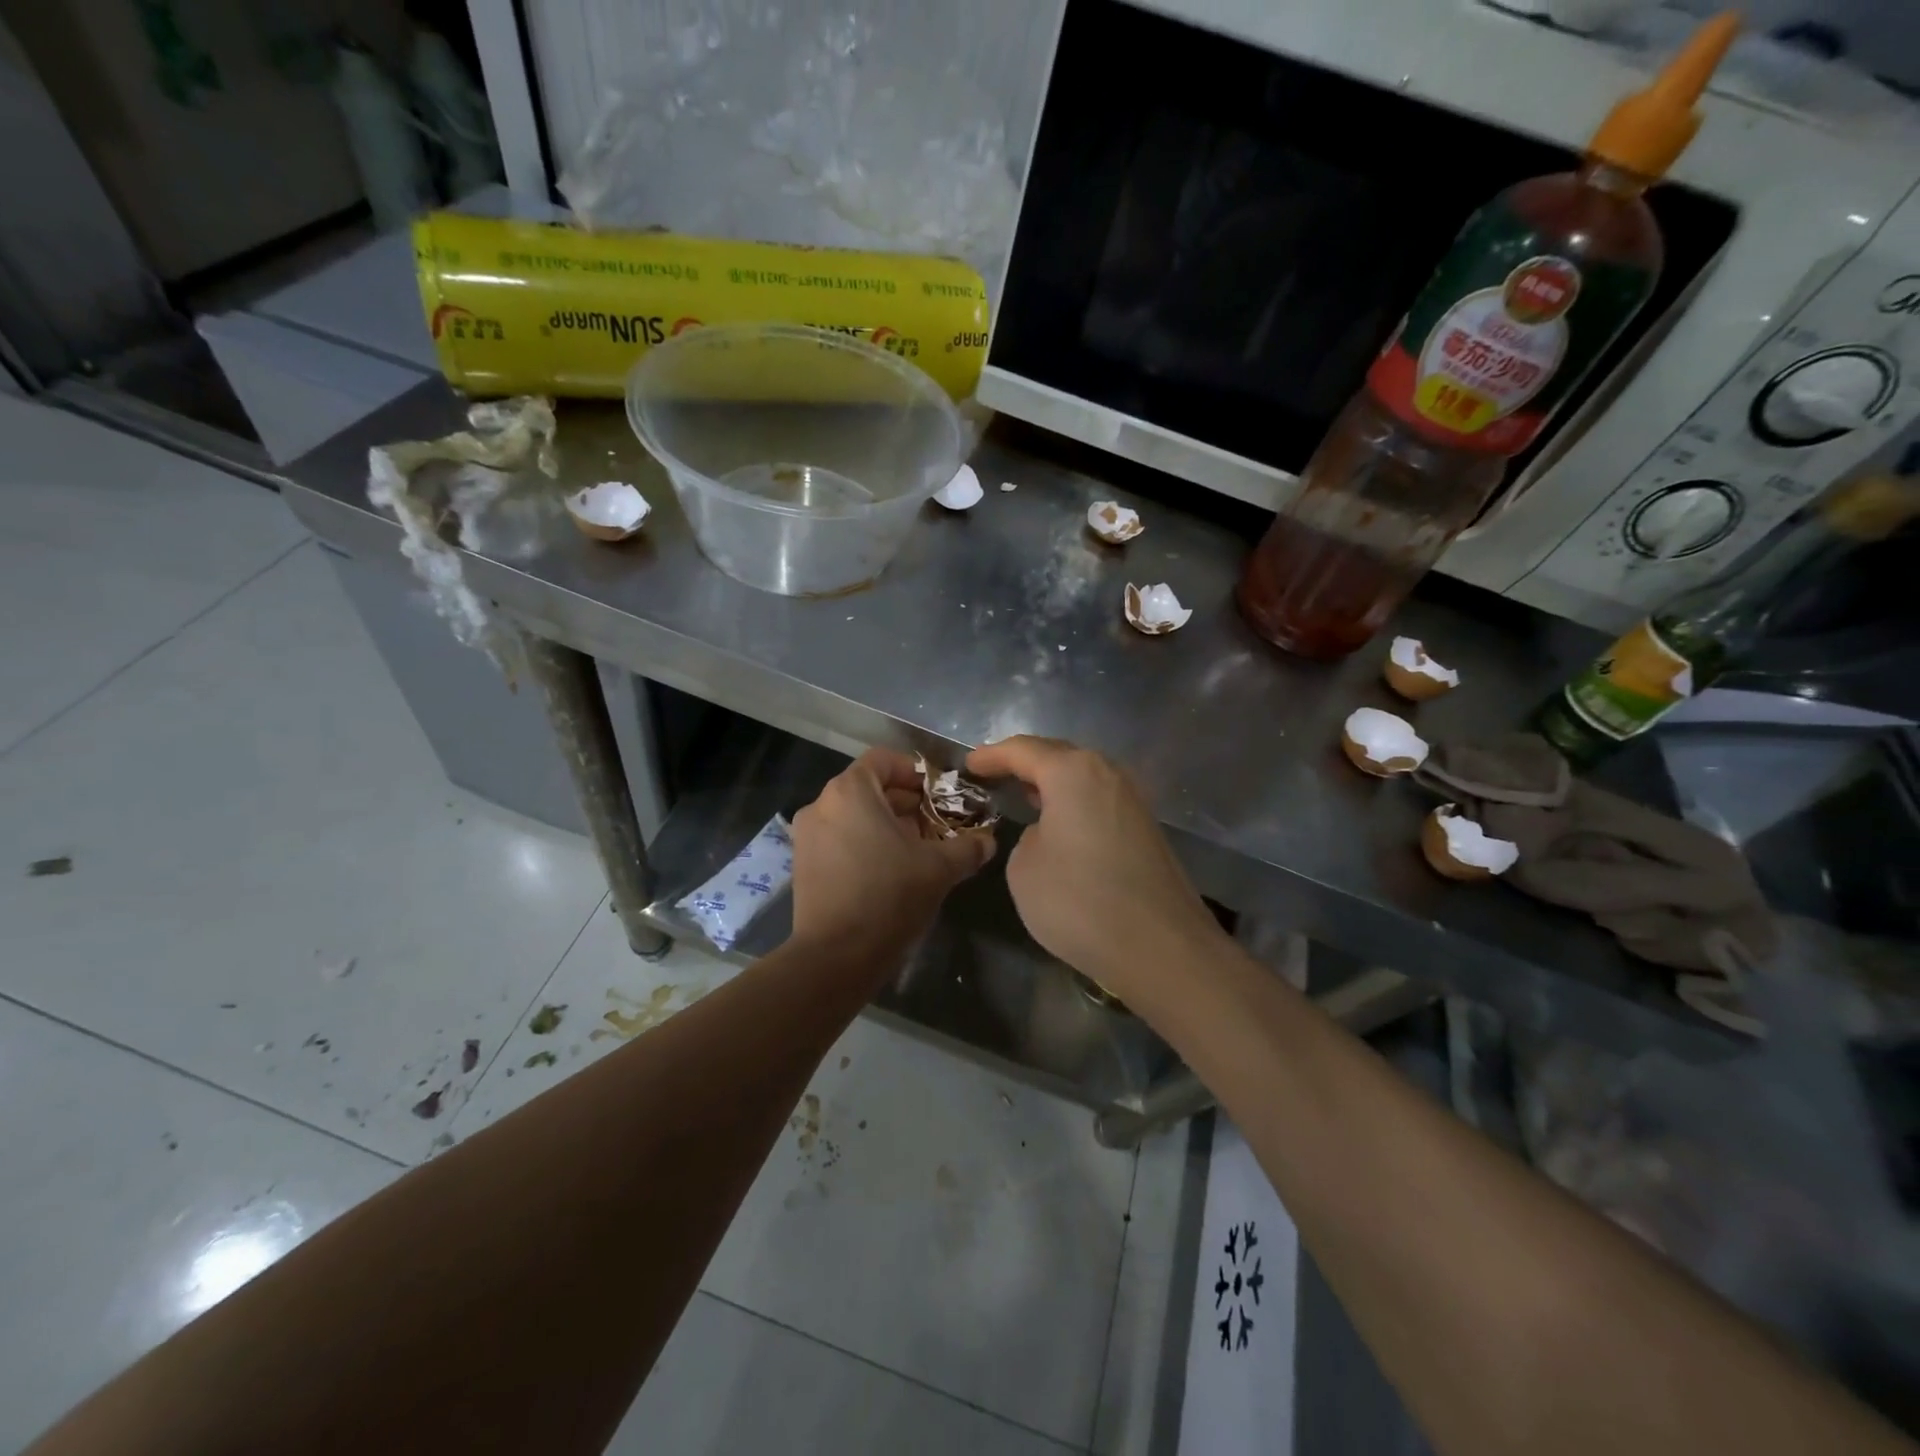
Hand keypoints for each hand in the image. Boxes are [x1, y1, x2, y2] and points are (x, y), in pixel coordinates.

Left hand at [789, 748, 995, 968]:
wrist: (836, 957)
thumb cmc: (889, 896)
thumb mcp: (939, 868)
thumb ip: (968, 846)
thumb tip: (988, 841)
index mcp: (849, 791)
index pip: (885, 760)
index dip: (917, 772)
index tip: (941, 795)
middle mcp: (821, 804)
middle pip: (870, 788)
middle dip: (907, 803)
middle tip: (938, 825)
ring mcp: (807, 835)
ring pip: (855, 815)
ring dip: (888, 825)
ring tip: (920, 850)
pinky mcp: (803, 864)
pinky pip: (840, 838)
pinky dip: (866, 843)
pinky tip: (892, 871)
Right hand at [966, 736, 1224, 1002]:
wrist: (1162, 949)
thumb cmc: (1080, 901)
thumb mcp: (1024, 867)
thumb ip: (1027, 837)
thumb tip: (1049, 834)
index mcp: (1072, 772)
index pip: (1023, 751)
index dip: (991, 757)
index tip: (968, 765)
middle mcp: (1107, 774)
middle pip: (1057, 756)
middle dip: (1023, 763)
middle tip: (993, 775)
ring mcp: (1132, 801)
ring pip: (1082, 779)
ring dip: (1051, 785)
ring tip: (1023, 796)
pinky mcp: (1146, 829)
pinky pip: (1098, 802)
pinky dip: (1073, 805)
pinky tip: (1059, 824)